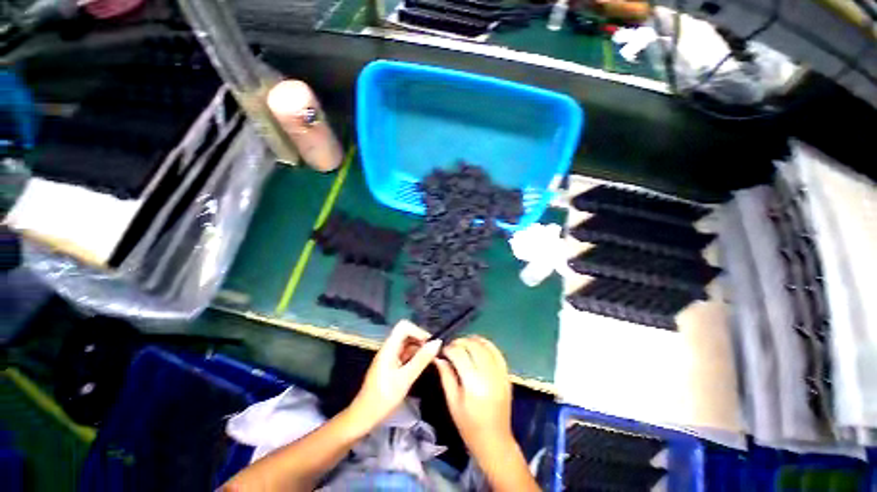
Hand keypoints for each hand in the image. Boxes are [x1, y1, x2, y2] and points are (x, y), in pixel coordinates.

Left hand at [348, 320, 441, 433]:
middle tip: (432, 354)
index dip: (418, 331)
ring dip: (418, 349)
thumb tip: (437, 342)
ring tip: (429, 361)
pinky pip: (404, 354)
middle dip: (420, 340)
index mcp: (389, 348)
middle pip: (406, 334)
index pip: (404, 326)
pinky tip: (420, 367)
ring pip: (406, 344)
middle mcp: (388, 348)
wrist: (364, 416)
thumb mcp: (405, 379)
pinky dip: (414, 357)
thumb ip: (421, 359)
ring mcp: (389, 356)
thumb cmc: (383, 398)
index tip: (429, 344)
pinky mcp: (390, 364)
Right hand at [435, 336, 514, 461]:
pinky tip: (479, 345)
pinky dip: (488, 345)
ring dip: (473, 340)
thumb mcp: (453, 403)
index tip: (443, 350)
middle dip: (460, 342)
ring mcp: (500, 374)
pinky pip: (498, 353)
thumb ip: (446, 376)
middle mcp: (488, 375)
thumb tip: (438, 358)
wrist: (495, 441)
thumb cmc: (469, 426)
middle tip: (452, 346)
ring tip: (464, 344)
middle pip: (474, 346)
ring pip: (486, 346)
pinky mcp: (507, 376)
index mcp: (473, 384)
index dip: (449, 349)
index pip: (459, 355)